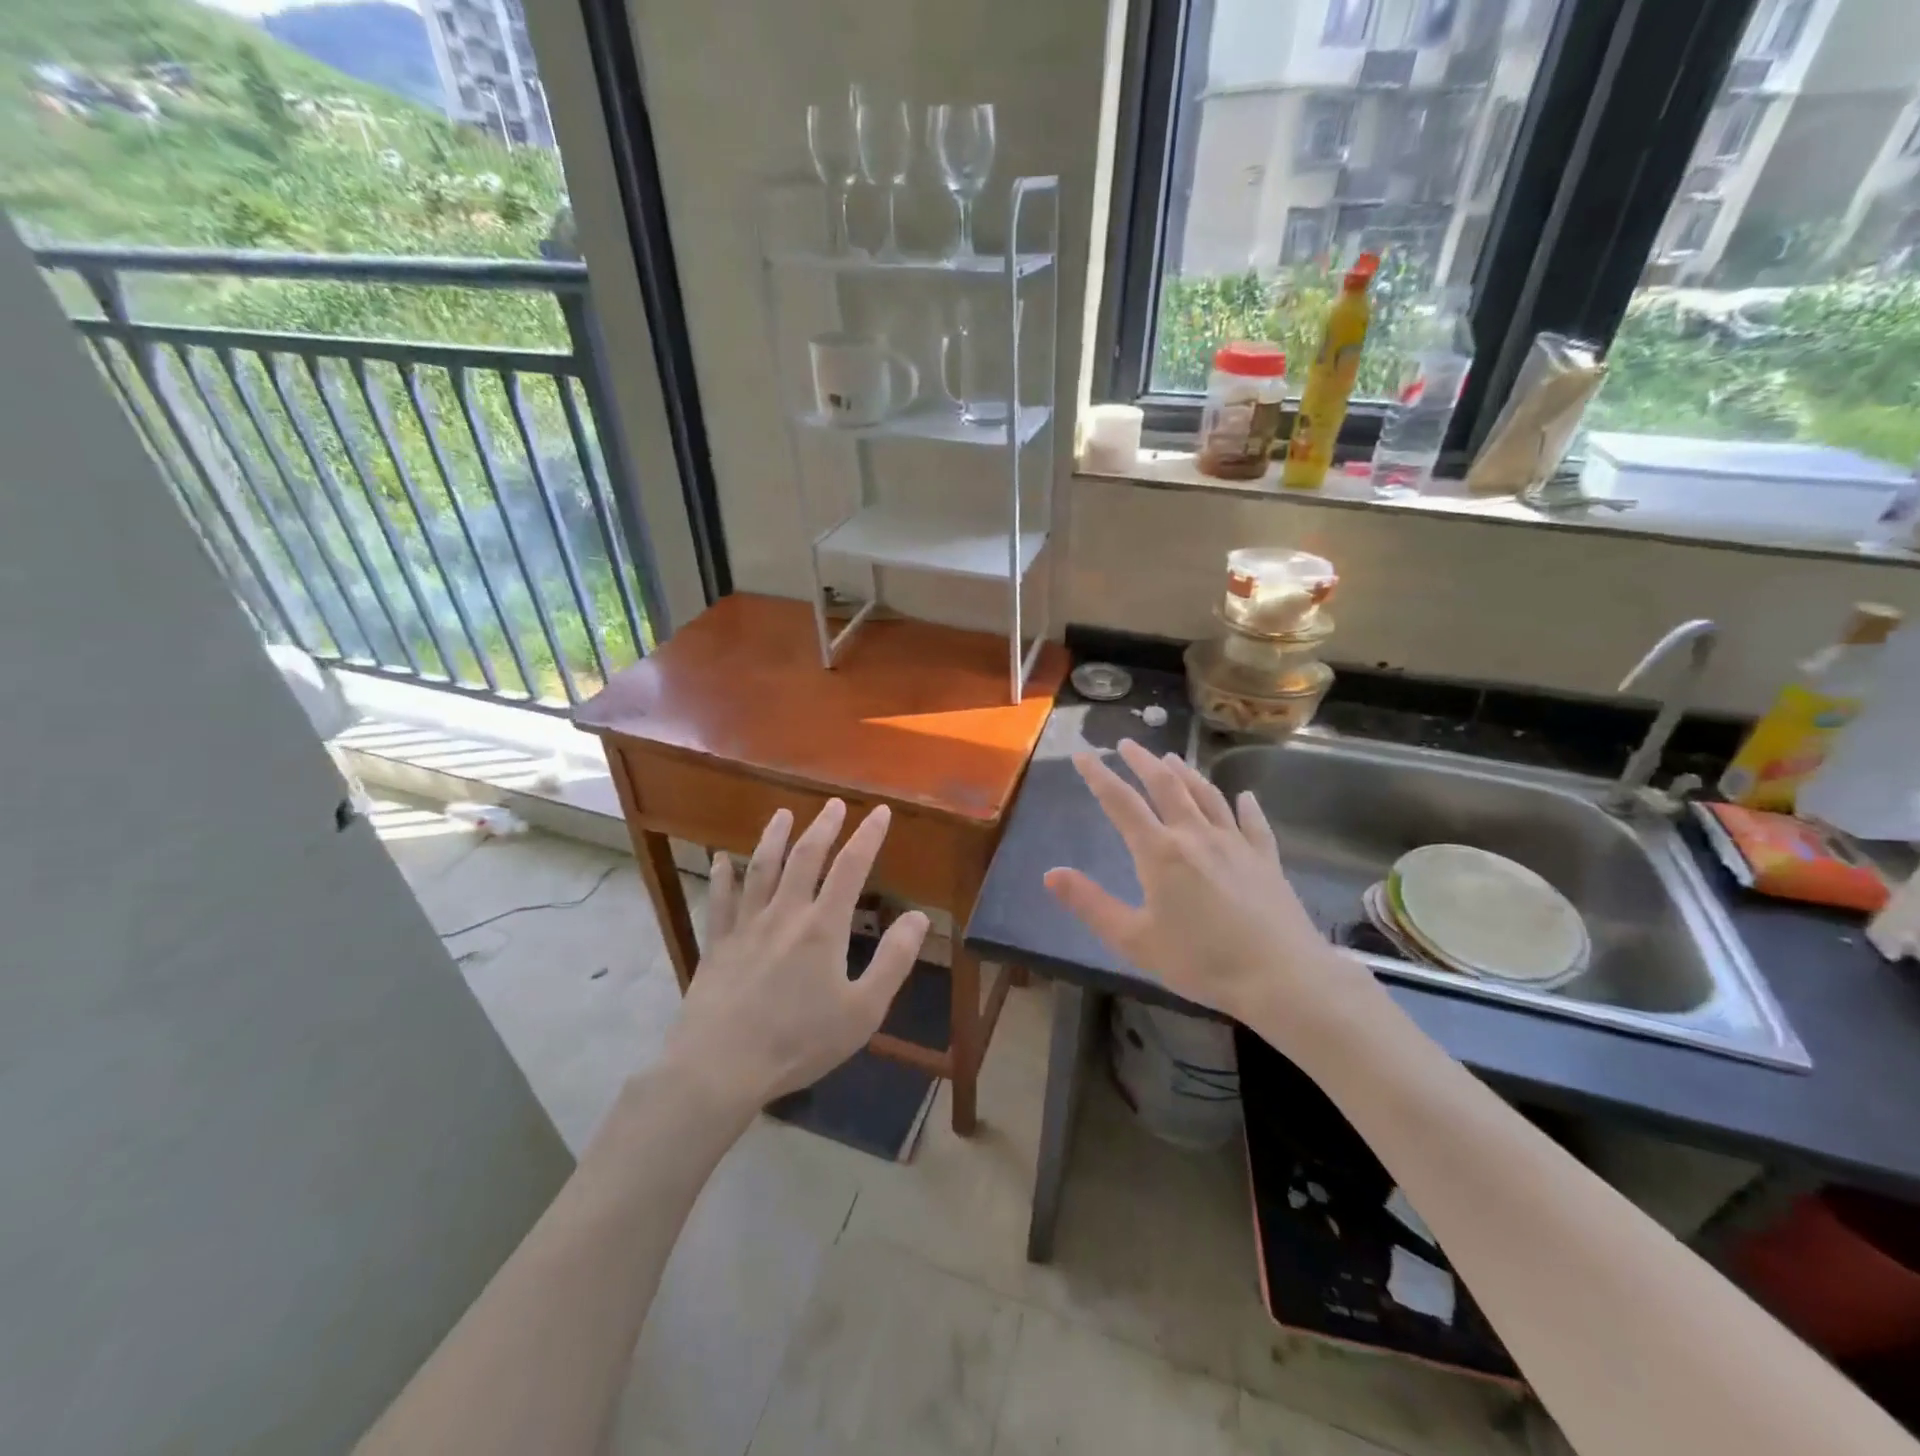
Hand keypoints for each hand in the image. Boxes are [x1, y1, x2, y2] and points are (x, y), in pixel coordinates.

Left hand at [665, 800, 928, 1108]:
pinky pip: (719, 901)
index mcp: (823, 927)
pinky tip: (720, 860)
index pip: (851, 868)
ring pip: (761, 869)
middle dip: (823, 827)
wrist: (721, 1066)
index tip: (880, 812)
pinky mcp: (717, 944)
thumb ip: (894, 961)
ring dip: (774, 837)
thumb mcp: (863, 1011)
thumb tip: (920, 917)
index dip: (868, 837)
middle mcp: (785, 914)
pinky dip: (721, 877)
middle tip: (834, 804)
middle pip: (805, 858)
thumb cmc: (799, 1042)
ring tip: (783, 814)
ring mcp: (746, 926)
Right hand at [1044, 739, 1368, 1030]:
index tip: (1082, 754)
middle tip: (1127, 743)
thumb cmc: (1201, 961)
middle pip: (1165, 786)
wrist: (1282, 978)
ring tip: (1171, 757)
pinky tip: (1245, 796)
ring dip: (1186, 773)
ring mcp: (1236, 844)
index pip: (1121, 802)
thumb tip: (1050, 873)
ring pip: (1207, 796)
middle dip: (1142, 761)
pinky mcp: (1266, 860)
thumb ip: (1090, 903)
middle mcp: (1196, 835)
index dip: (1099, 776)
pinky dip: (1246, 806)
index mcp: (1160, 852)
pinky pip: (1253, 823)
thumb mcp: (1134, 940)